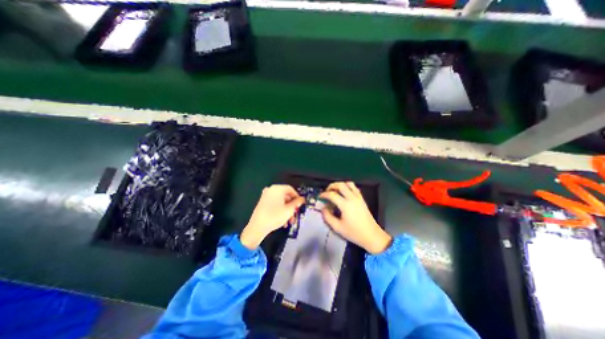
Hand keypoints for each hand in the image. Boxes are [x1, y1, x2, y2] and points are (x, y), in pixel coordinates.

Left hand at [240, 185, 304, 248]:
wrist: (257, 227)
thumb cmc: (275, 216)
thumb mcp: (289, 210)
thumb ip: (297, 203)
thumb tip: (302, 199)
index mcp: (277, 188)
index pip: (291, 189)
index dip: (297, 197)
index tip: (300, 204)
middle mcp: (271, 190)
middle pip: (286, 196)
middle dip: (292, 206)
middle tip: (295, 214)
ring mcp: (266, 196)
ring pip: (281, 201)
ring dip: (287, 210)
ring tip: (290, 221)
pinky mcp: (262, 203)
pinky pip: (275, 204)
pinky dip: (280, 210)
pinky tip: (283, 221)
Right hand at [321, 182, 392, 254]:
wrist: (372, 236)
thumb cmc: (354, 233)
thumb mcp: (338, 227)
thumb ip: (328, 217)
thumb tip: (323, 208)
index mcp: (345, 205)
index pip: (332, 194)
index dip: (324, 194)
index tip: (320, 196)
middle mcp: (352, 198)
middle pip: (340, 185)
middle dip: (331, 186)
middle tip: (326, 191)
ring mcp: (358, 197)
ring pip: (348, 184)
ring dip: (340, 184)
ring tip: (335, 190)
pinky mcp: (362, 199)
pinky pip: (354, 188)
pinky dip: (348, 187)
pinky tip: (344, 193)